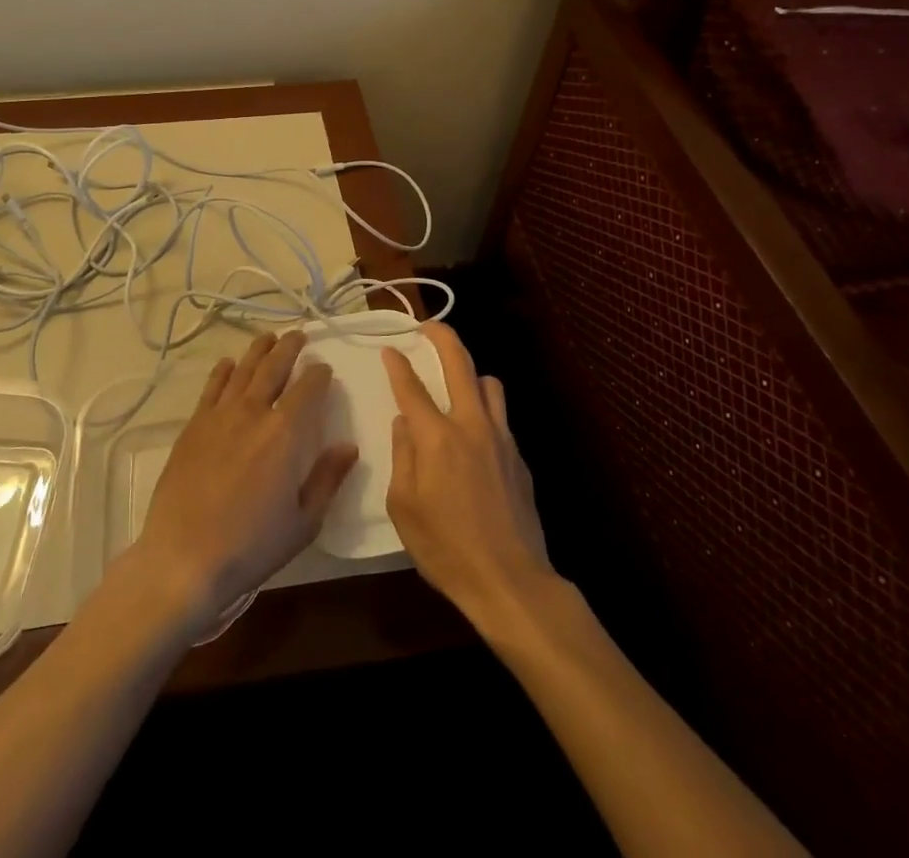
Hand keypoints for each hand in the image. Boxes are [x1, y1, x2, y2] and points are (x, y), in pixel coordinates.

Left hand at [133, 331, 358, 634]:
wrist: (185, 558)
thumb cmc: (252, 545)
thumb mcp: (304, 521)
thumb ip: (328, 478)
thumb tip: (349, 446)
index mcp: (285, 432)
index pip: (308, 388)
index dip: (318, 374)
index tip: (324, 369)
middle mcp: (253, 412)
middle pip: (274, 367)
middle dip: (289, 348)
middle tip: (298, 335)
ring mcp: (219, 416)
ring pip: (243, 370)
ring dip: (258, 351)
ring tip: (268, 338)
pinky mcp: (193, 427)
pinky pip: (212, 388)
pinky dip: (223, 372)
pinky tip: (228, 364)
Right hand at [384, 323, 555, 632]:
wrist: (510, 581)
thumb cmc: (446, 548)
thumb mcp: (404, 507)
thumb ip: (402, 456)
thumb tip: (404, 423)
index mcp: (437, 437)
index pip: (412, 387)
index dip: (398, 364)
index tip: (389, 348)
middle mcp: (471, 425)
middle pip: (460, 364)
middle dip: (443, 337)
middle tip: (429, 327)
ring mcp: (501, 438)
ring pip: (489, 384)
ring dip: (470, 374)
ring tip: (456, 385)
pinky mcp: (519, 457)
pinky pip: (500, 417)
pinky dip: (485, 411)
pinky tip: (474, 436)